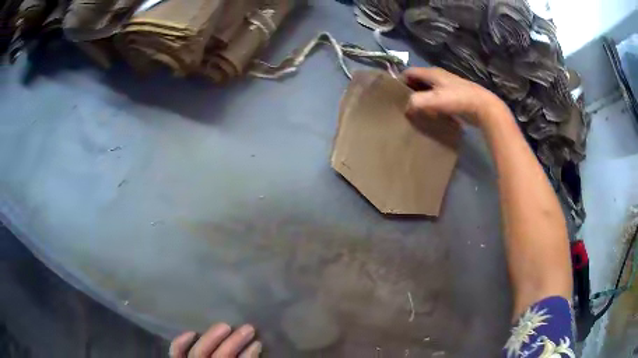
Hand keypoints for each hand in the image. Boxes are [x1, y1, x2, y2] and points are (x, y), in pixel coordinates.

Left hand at [169, 323, 261, 357]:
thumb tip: (254, 348)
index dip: (248, 356)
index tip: (258, 343)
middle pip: (218, 357)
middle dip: (234, 342)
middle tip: (248, 328)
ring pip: (198, 352)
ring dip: (213, 337)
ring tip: (226, 325)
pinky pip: (176, 353)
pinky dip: (181, 342)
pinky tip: (192, 332)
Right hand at [402, 67, 506, 127]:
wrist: (483, 107)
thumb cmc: (458, 99)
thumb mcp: (433, 100)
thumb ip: (416, 102)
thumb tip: (406, 108)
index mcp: (432, 72)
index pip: (409, 72)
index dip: (400, 81)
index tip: (395, 95)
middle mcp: (438, 76)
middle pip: (418, 80)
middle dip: (410, 90)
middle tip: (403, 105)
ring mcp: (448, 85)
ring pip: (428, 89)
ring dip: (421, 98)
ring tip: (416, 111)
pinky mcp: (455, 96)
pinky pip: (437, 97)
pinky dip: (432, 104)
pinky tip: (431, 115)